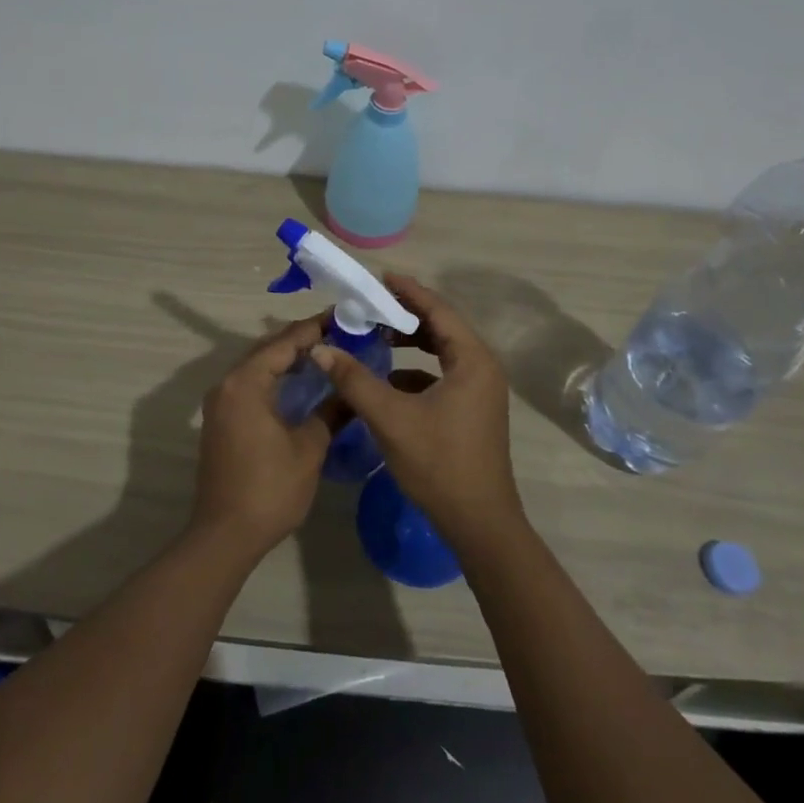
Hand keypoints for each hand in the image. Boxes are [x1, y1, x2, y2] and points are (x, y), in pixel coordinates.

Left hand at [190, 316, 333, 559]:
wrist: (225, 536)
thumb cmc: (269, 489)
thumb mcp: (309, 448)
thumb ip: (331, 411)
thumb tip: (354, 390)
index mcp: (246, 383)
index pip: (284, 342)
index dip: (315, 328)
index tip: (343, 316)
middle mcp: (228, 384)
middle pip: (269, 349)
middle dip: (303, 340)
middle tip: (340, 334)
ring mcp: (221, 402)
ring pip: (259, 367)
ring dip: (289, 359)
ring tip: (327, 354)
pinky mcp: (222, 419)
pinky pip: (252, 385)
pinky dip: (276, 379)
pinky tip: (302, 385)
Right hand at [310, 274, 522, 547]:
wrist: (479, 524)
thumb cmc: (439, 464)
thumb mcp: (391, 418)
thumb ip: (355, 379)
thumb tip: (321, 348)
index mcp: (472, 360)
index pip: (439, 310)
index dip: (409, 292)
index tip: (380, 278)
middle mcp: (482, 368)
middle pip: (442, 327)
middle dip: (407, 314)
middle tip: (372, 305)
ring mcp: (480, 391)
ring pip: (443, 351)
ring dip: (411, 342)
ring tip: (377, 335)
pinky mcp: (473, 410)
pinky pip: (444, 374)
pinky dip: (417, 369)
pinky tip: (389, 379)